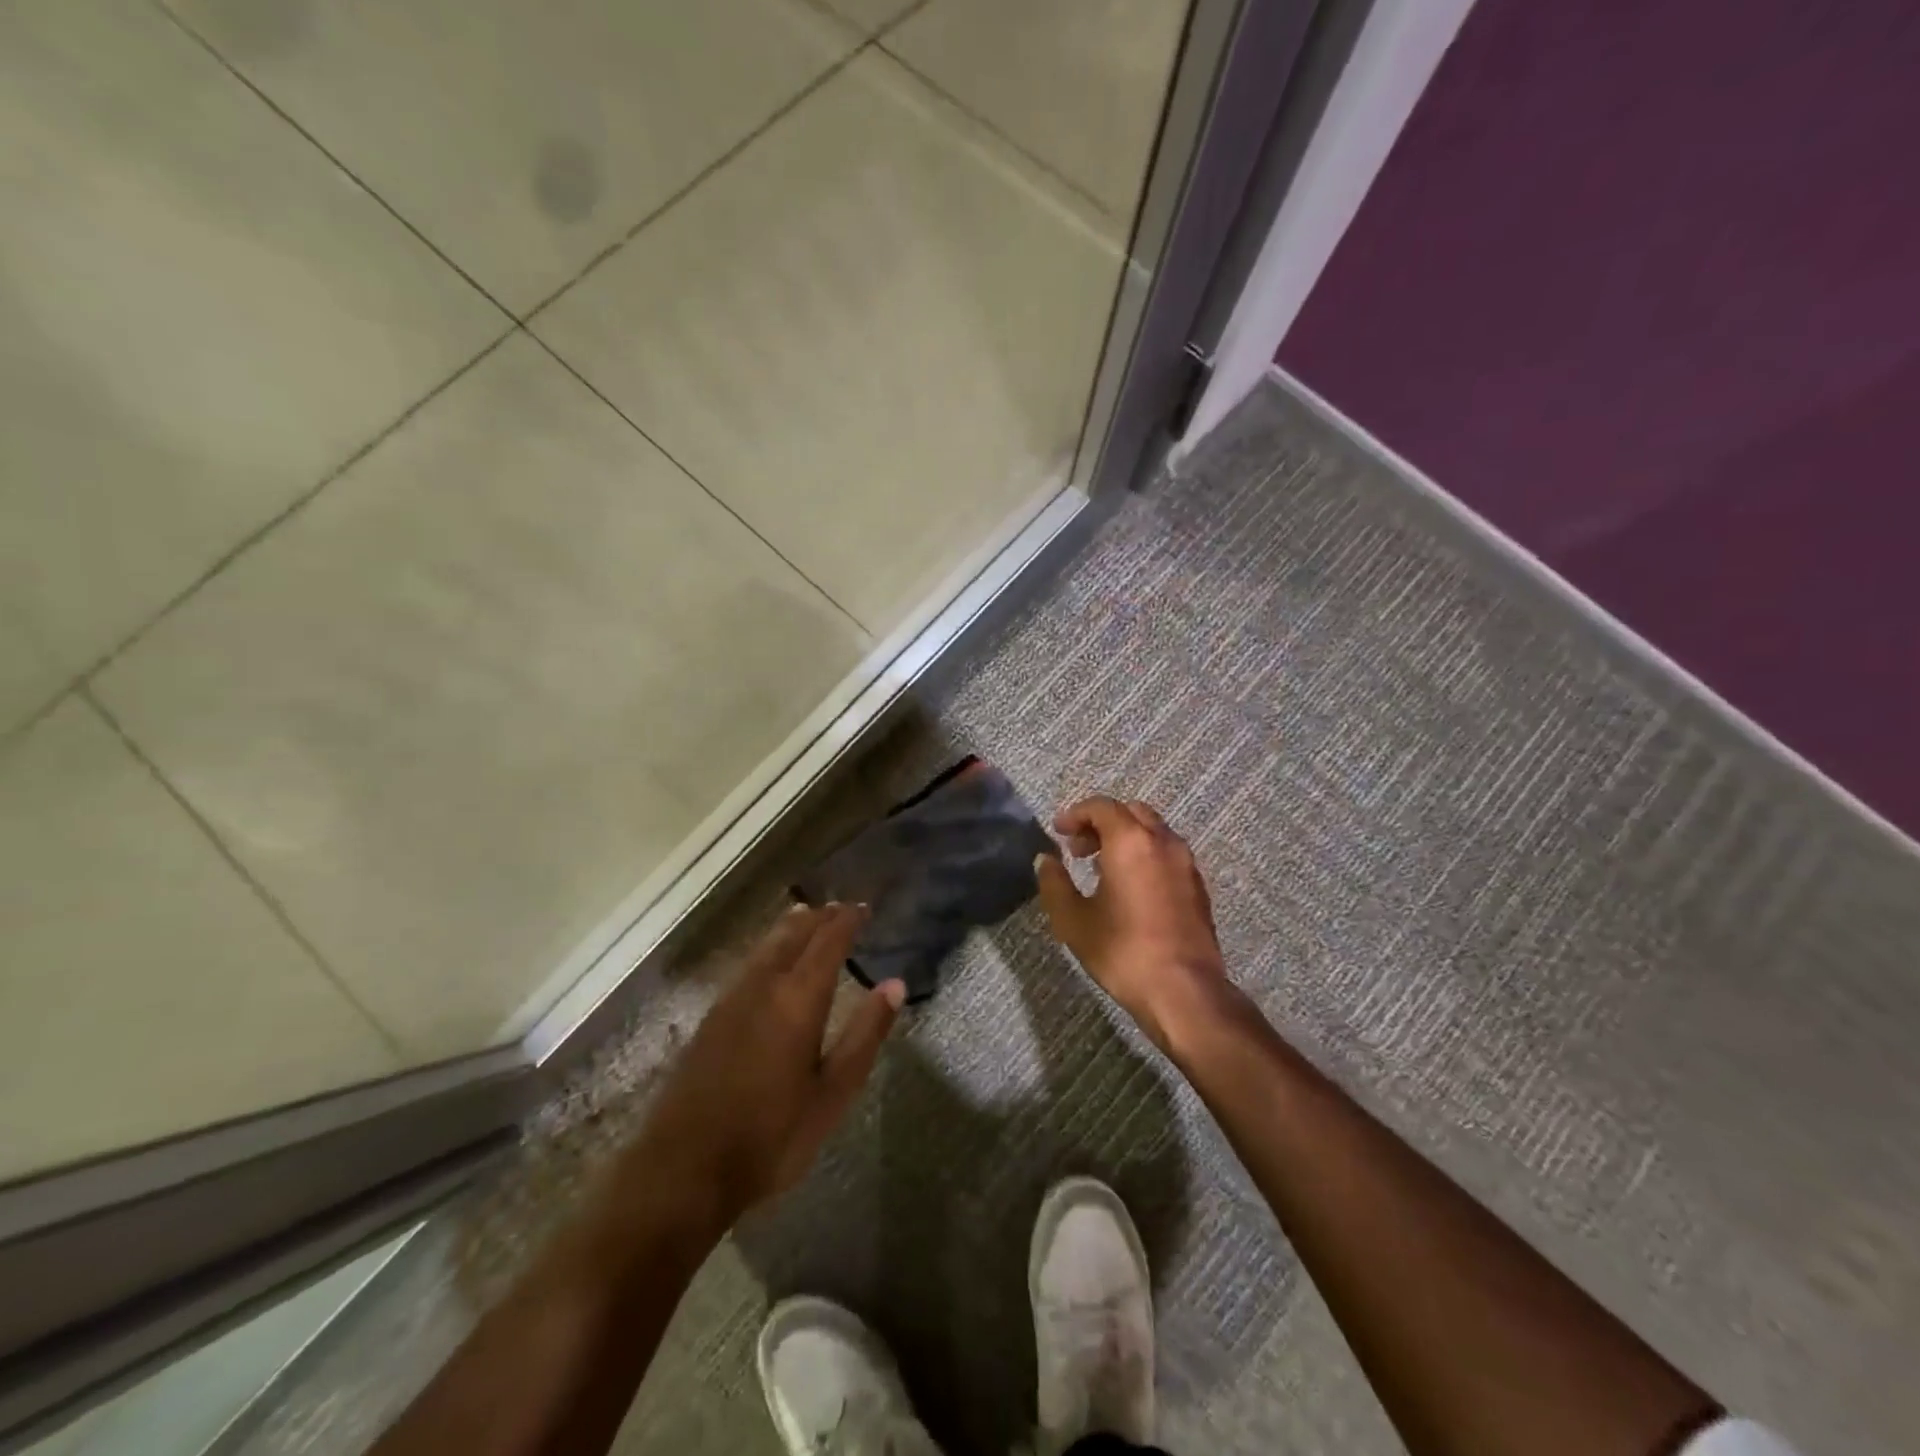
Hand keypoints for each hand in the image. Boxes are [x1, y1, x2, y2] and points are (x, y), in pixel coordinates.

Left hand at [632, 903, 902, 1230]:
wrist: (683, 1170)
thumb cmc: (771, 1136)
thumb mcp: (833, 1093)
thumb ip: (865, 1035)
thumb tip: (894, 985)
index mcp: (798, 999)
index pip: (828, 942)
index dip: (847, 921)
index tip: (864, 907)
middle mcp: (763, 986)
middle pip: (792, 934)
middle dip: (818, 917)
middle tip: (839, 907)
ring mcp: (731, 1000)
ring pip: (766, 946)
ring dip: (790, 928)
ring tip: (806, 917)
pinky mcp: (711, 1019)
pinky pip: (748, 965)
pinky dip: (769, 949)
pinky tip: (769, 962)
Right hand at [1035, 796, 1238, 1056]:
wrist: (1184, 991)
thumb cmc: (1123, 951)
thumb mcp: (1073, 920)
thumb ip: (1055, 883)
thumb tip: (1045, 860)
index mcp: (1131, 841)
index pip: (1102, 807)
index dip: (1075, 814)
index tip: (1057, 831)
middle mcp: (1163, 842)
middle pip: (1130, 812)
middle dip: (1101, 822)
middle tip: (1077, 849)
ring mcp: (1186, 863)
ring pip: (1152, 831)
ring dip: (1124, 838)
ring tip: (1100, 868)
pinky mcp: (1197, 886)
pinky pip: (1166, 853)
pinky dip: (1144, 855)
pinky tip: (1129, 887)